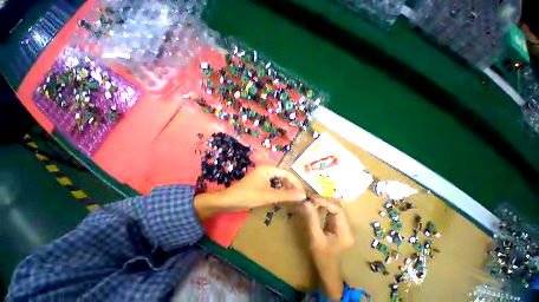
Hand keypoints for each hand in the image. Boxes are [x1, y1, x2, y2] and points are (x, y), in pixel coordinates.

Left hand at [195, 166, 305, 218]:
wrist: (228, 201)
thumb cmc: (248, 196)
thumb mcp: (269, 196)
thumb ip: (286, 195)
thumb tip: (303, 195)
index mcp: (268, 169)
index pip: (286, 173)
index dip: (296, 182)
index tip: (303, 193)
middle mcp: (266, 170)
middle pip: (282, 177)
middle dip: (291, 186)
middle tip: (299, 197)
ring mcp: (262, 177)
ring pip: (278, 182)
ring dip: (285, 189)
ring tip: (292, 198)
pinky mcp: (259, 184)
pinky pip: (272, 186)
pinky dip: (278, 191)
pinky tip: (282, 198)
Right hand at [303, 196, 354, 255]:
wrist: (328, 271)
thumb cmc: (322, 257)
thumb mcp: (315, 238)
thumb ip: (312, 219)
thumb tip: (307, 202)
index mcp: (345, 232)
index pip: (338, 210)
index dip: (325, 202)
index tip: (312, 198)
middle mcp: (348, 227)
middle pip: (338, 207)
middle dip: (325, 201)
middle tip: (311, 199)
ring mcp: (344, 226)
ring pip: (336, 208)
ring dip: (325, 202)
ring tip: (313, 200)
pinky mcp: (339, 226)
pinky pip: (333, 212)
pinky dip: (325, 207)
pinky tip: (317, 205)